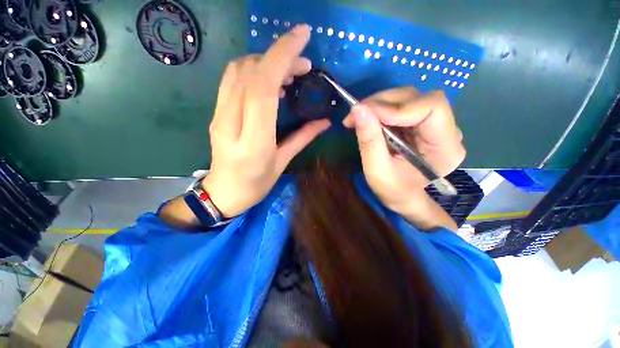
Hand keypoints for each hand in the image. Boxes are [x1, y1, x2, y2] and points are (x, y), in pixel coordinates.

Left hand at [202, 25, 330, 217]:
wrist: (224, 192)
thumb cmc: (256, 184)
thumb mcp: (282, 163)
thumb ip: (302, 138)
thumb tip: (324, 122)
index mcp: (254, 141)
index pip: (263, 86)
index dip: (282, 56)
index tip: (302, 37)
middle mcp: (231, 122)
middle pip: (250, 72)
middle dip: (279, 56)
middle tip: (303, 65)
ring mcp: (219, 115)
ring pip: (238, 71)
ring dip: (265, 61)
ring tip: (288, 72)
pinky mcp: (216, 113)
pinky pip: (232, 81)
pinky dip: (253, 71)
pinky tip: (270, 81)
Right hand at [343, 87, 464, 214]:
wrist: (402, 196)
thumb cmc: (393, 190)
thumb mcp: (376, 171)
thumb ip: (369, 141)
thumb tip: (358, 109)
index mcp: (445, 148)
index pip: (432, 108)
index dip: (397, 107)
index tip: (366, 114)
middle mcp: (447, 131)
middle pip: (418, 98)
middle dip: (383, 102)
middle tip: (356, 113)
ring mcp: (435, 124)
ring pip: (408, 98)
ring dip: (379, 104)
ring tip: (359, 118)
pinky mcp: (421, 123)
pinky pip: (401, 105)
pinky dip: (381, 109)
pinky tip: (368, 120)